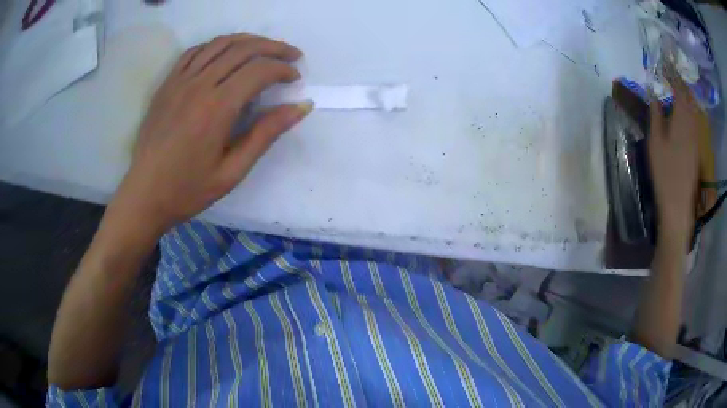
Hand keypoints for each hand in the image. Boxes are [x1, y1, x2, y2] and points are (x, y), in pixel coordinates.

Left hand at [109, 34, 312, 234]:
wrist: (145, 194)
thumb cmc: (188, 189)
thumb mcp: (232, 171)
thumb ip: (266, 134)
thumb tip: (301, 107)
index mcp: (217, 108)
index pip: (259, 71)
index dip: (283, 69)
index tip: (295, 79)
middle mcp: (199, 85)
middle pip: (243, 49)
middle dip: (273, 48)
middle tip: (291, 55)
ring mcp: (180, 81)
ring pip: (220, 43)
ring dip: (248, 41)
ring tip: (265, 49)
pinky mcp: (167, 83)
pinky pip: (195, 51)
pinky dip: (216, 46)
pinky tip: (226, 54)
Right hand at [648, 69, 699, 237]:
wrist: (679, 203)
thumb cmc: (665, 172)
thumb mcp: (655, 141)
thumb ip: (656, 114)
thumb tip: (654, 94)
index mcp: (681, 118)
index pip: (678, 87)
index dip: (671, 73)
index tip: (663, 63)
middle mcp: (692, 122)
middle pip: (688, 95)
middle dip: (679, 81)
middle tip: (669, 73)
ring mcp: (696, 135)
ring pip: (692, 106)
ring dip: (684, 95)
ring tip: (675, 87)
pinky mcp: (697, 146)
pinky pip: (694, 119)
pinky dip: (688, 109)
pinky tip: (683, 110)